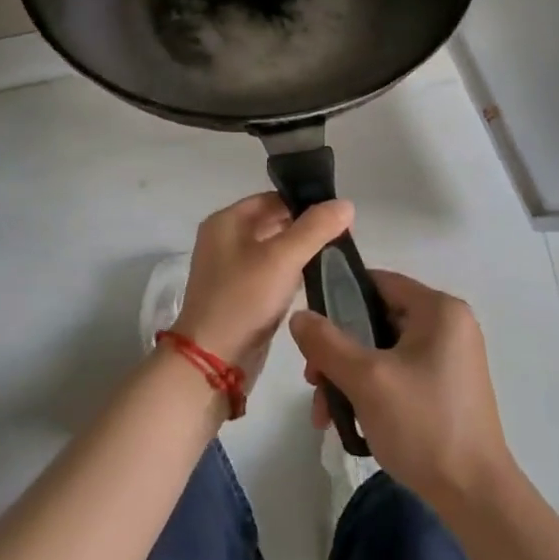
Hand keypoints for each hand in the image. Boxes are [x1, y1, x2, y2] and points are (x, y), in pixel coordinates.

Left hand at [173, 193, 353, 379]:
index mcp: (226, 221)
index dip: (306, 203)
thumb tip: (346, 204)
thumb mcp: (283, 258)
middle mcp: (225, 239)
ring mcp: (230, 269)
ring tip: (335, 257)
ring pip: (274, 249)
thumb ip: (315, 228)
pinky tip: (315, 279)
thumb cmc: (244, 299)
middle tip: (344, 237)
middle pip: (273, 222)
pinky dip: (291, 273)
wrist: (212, 361)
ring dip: (301, 252)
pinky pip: (271, 273)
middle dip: (306, 228)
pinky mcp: (240, 294)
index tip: (339, 216)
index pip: (273, 198)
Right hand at [290, 270, 515, 514]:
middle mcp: (449, 326)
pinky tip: (350, 422)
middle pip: (377, 320)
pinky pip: (399, 374)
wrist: (475, 496)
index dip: (339, 296)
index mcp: (439, 310)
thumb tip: (299, 316)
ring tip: (325, 414)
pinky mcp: (446, 388)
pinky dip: (372, 391)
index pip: (379, 282)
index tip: (310, 326)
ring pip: (383, 352)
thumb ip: (327, 342)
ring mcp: (450, 359)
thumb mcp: (366, 379)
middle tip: (313, 381)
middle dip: (339, 351)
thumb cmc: (423, 424)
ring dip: (349, 377)